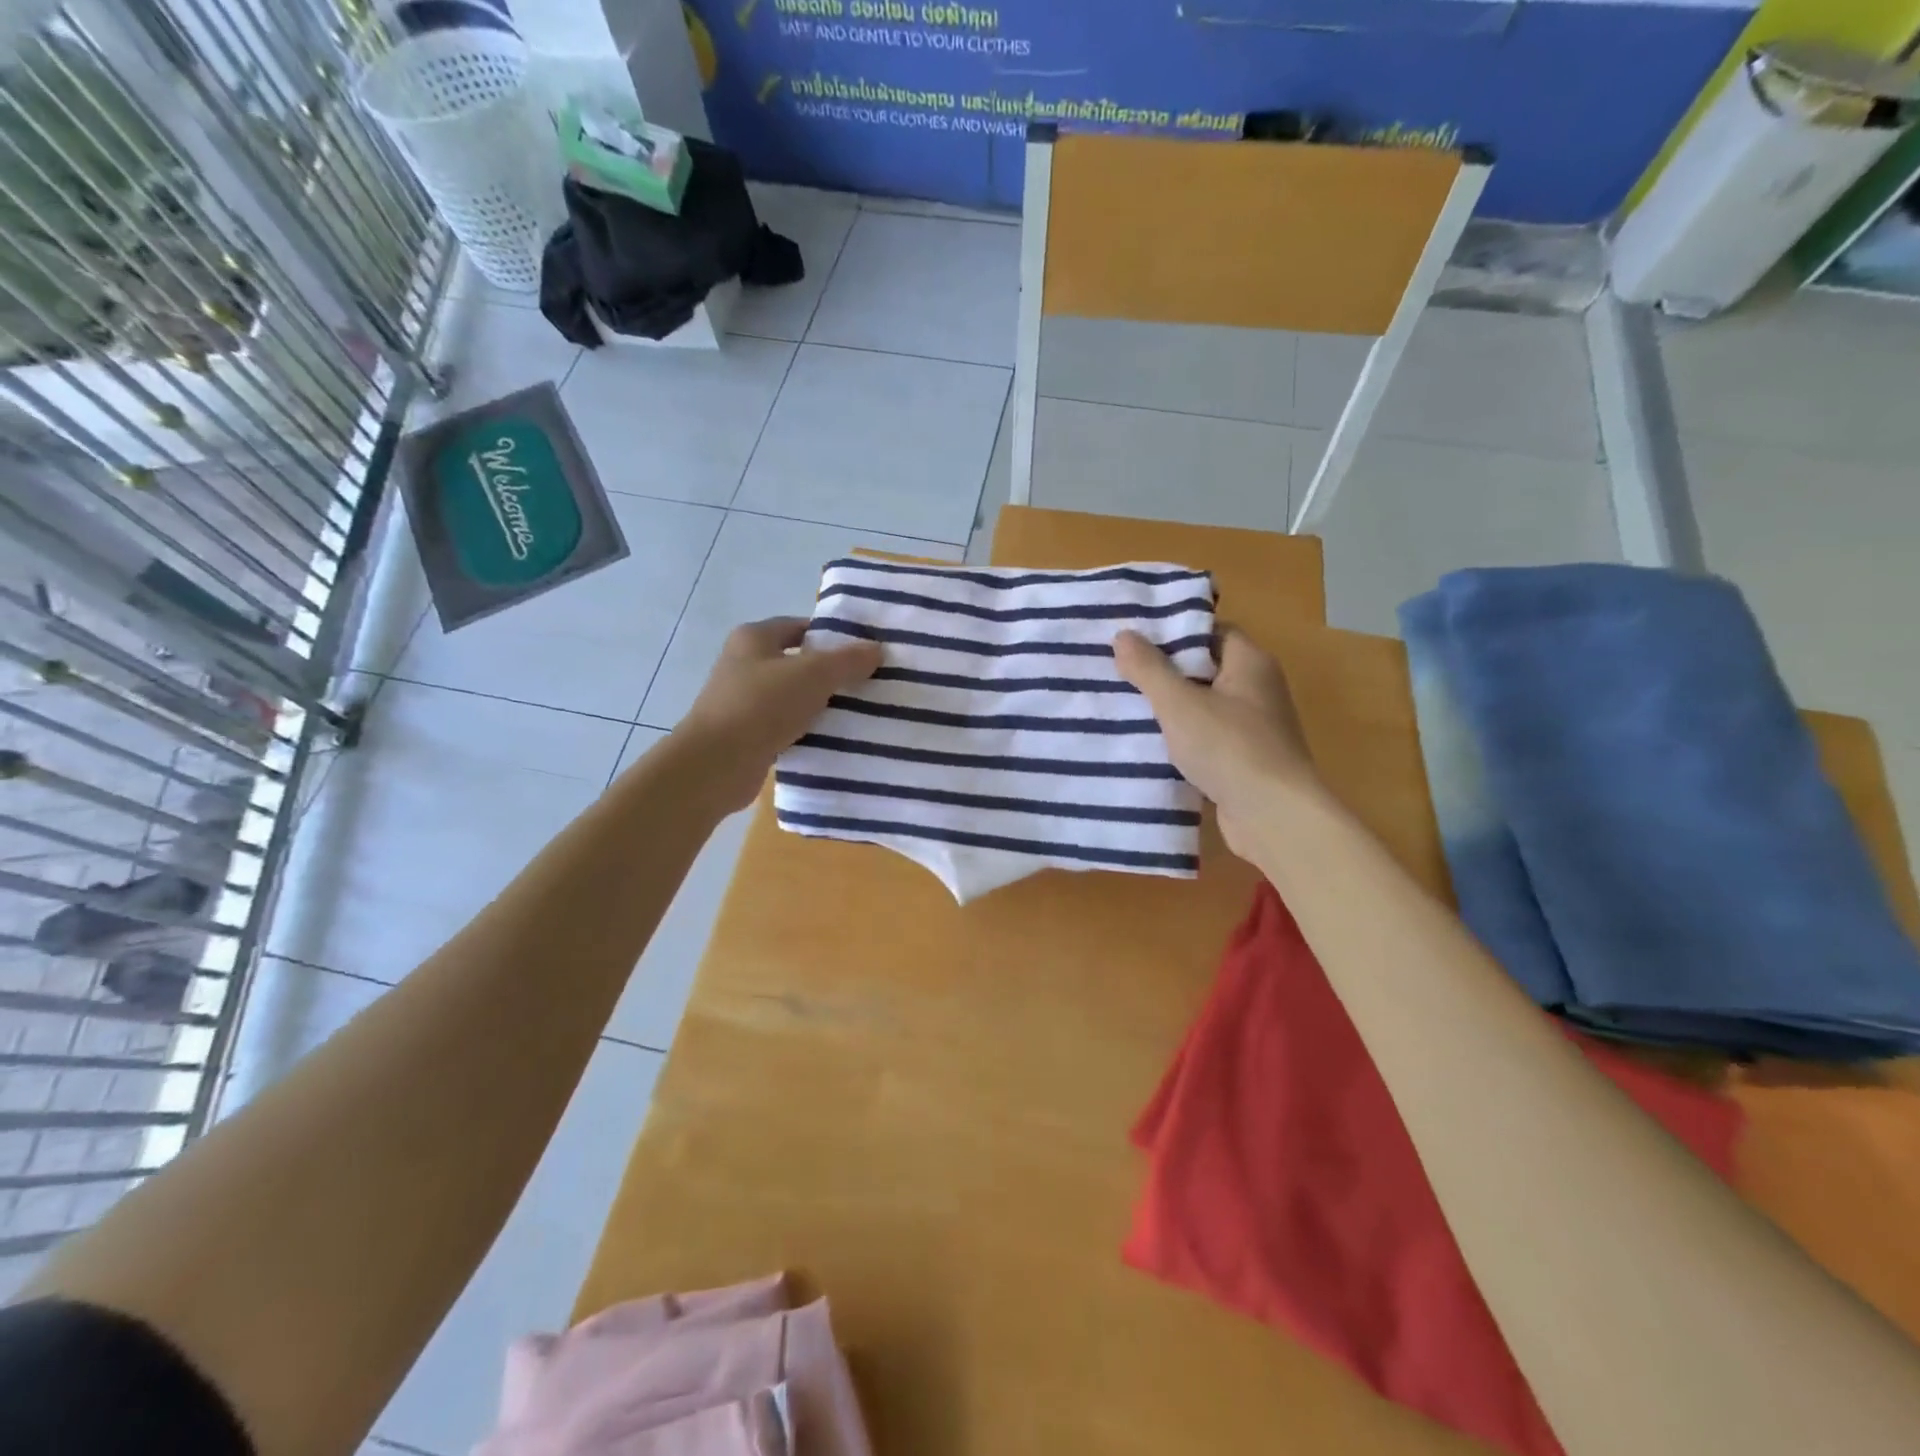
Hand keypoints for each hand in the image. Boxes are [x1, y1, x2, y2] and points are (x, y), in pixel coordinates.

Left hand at [673, 618, 881, 811]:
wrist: (717, 763)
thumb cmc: (762, 705)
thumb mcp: (813, 674)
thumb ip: (847, 660)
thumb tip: (876, 648)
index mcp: (754, 638)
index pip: (799, 627)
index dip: (831, 635)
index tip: (863, 650)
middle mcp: (744, 664)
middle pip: (797, 662)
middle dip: (830, 672)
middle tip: (868, 681)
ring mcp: (743, 701)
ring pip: (793, 696)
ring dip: (820, 704)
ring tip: (859, 711)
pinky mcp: (747, 734)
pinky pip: (785, 725)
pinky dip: (806, 730)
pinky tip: (833, 739)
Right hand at [1113, 627, 1315, 859]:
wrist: (1274, 817)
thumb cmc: (1229, 748)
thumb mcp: (1180, 704)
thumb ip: (1149, 669)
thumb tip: (1123, 635)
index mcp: (1251, 663)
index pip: (1211, 631)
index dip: (1174, 632)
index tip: (1135, 639)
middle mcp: (1258, 689)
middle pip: (1204, 669)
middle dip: (1164, 672)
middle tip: (1118, 671)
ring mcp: (1253, 728)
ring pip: (1203, 707)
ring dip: (1170, 710)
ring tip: (1124, 707)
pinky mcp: (1244, 761)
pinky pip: (1206, 740)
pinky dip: (1181, 741)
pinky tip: (1147, 746)